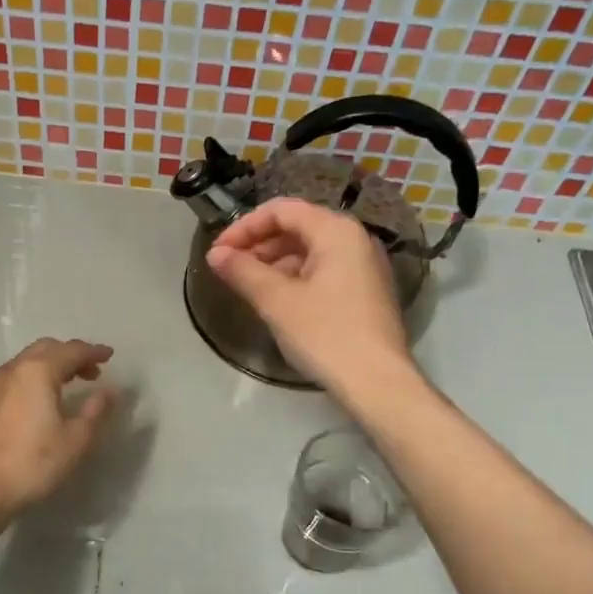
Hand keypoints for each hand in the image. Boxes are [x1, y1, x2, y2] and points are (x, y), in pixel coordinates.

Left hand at [0, 339, 116, 515]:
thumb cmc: (33, 463)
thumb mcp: (76, 440)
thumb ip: (95, 410)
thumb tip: (108, 391)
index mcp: (38, 371)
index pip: (71, 350)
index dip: (93, 352)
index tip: (109, 355)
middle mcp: (12, 371)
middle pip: (45, 349)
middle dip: (70, 355)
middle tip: (90, 372)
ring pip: (24, 363)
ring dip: (48, 367)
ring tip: (65, 387)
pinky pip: (10, 381)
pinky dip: (29, 382)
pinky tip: (34, 405)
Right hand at [205, 198, 411, 392]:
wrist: (377, 383)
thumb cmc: (325, 334)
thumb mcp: (276, 301)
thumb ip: (243, 271)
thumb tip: (215, 255)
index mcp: (336, 231)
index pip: (282, 210)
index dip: (244, 227)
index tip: (218, 252)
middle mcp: (355, 239)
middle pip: (298, 227)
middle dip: (259, 244)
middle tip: (229, 269)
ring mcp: (364, 266)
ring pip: (310, 250)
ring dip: (275, 262)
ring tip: (248, 286)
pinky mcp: (366, 292)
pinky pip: (324, 271)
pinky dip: (295, 277)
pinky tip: (276, 300)